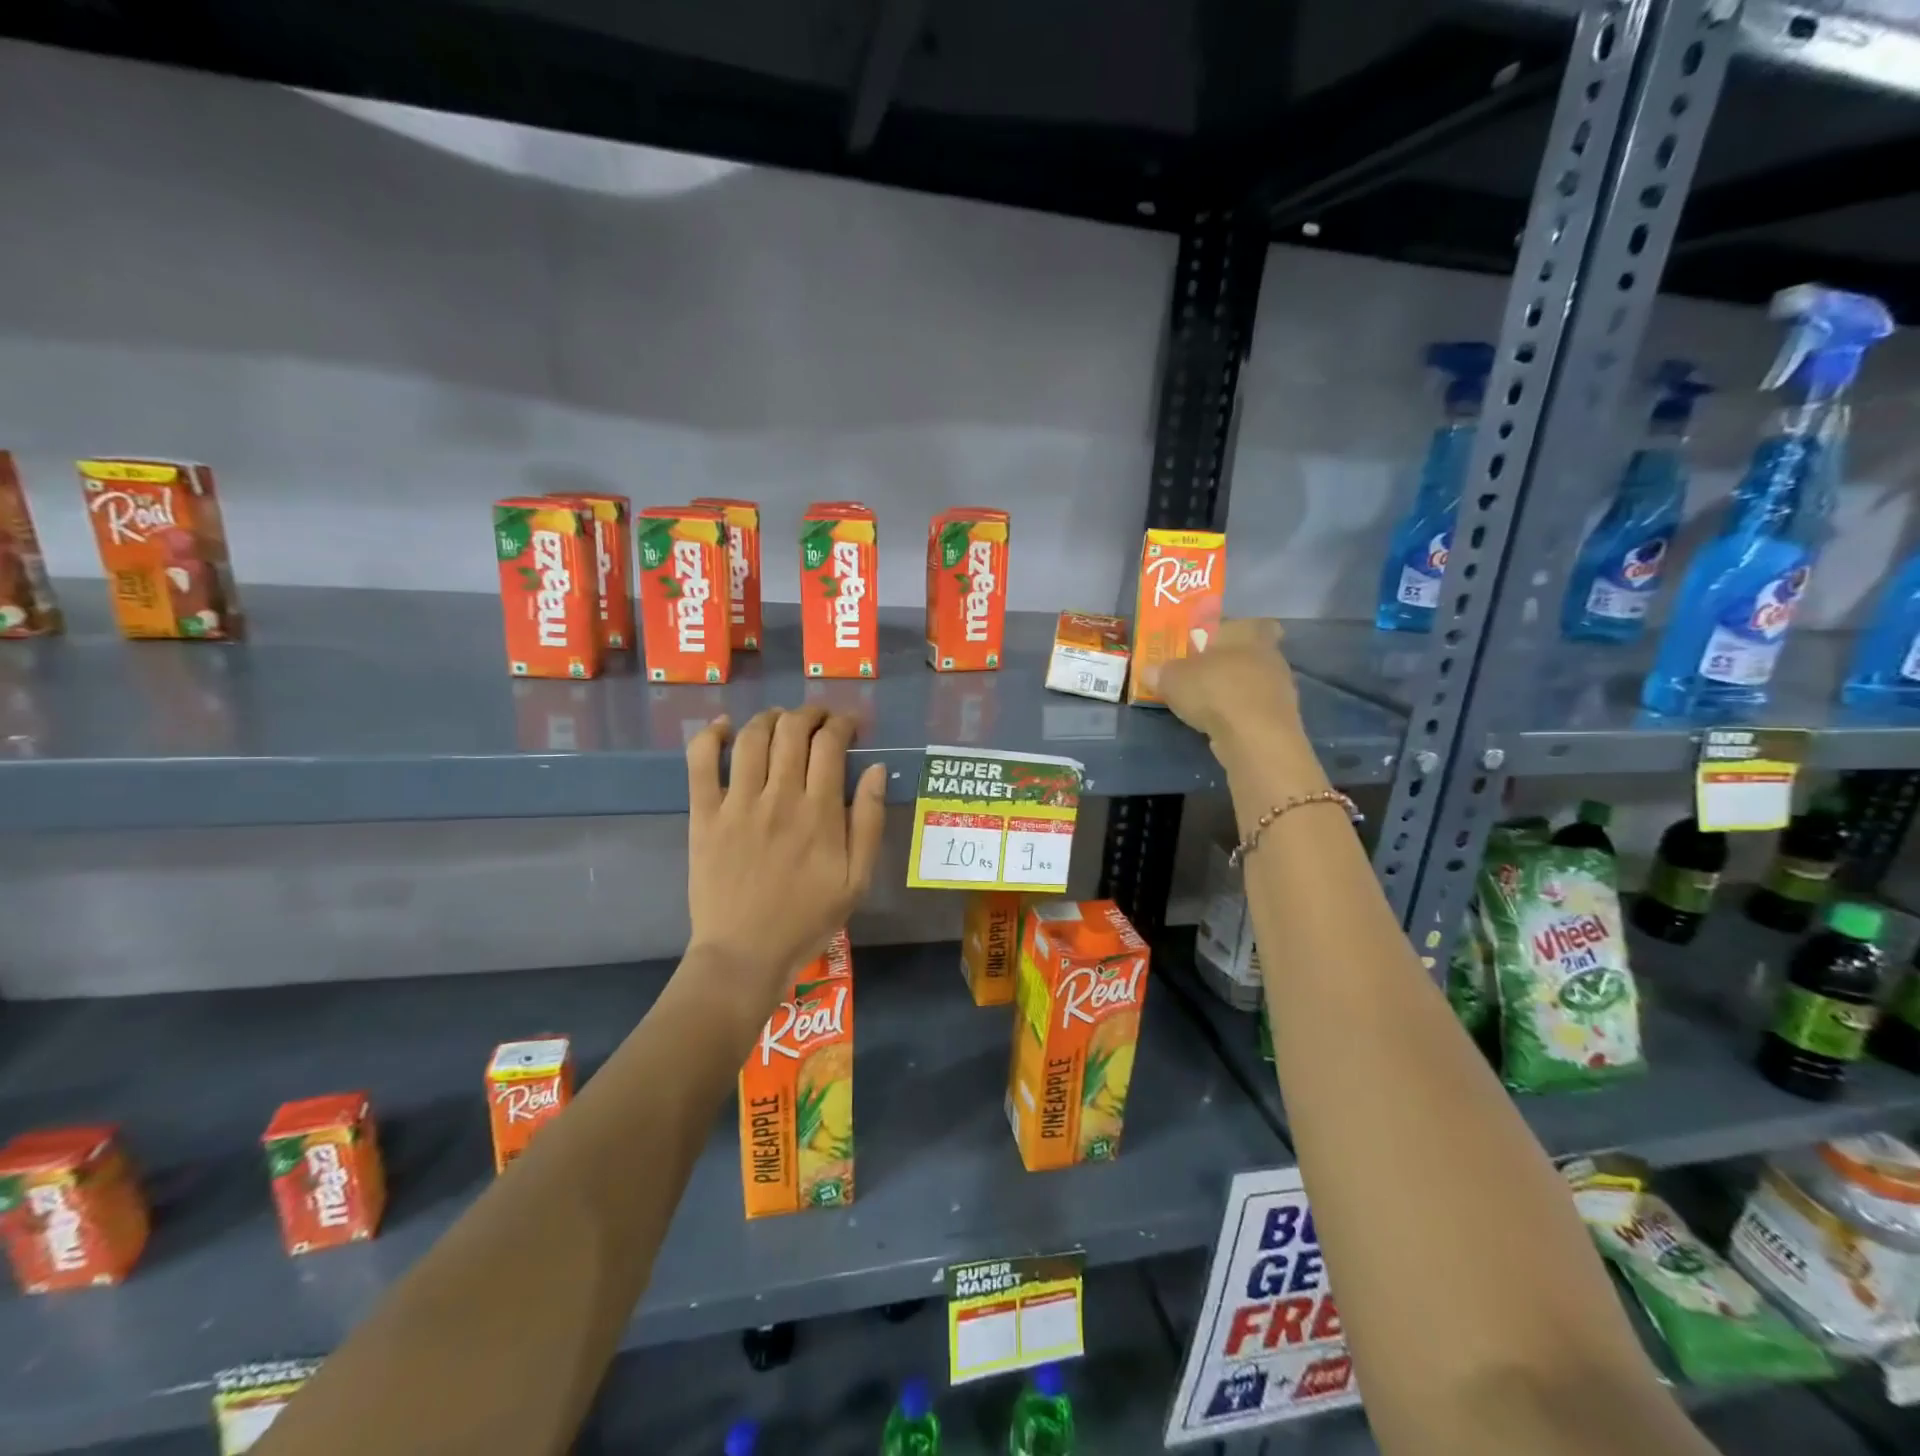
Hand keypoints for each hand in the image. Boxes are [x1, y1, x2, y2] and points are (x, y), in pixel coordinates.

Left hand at [685, 707, 886, 1011]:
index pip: (830, 744)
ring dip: (770, 717)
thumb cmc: (807, 918)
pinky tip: (723, 727)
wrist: (745, 954)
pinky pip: (701, 763)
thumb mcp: (857, 879)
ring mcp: (737, 804)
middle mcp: (778, 797)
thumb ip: (870, 822)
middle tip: (819, 719)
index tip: (849, 725)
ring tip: (781, 720)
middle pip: (792, 730)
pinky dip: (710, 736)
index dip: (842, 724)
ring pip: (752, 737)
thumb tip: (876, 770)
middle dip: (810, 713)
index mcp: (819, 813)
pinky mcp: (704, 816)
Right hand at [1141, 619, 1308, 765]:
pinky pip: (1255, 707)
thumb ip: (1160, 672)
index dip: (1227, 631)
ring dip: (1234, 690)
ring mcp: (1280, 687)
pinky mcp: (1280, 717)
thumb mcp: (1172, 679)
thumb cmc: (1214, 691)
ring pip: (1253, 681)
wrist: (1255, 737)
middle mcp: (1269, 654)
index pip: (1243, 623)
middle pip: (1248, 653)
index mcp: (1247, 632)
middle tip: (1201, 674)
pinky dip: (1240, 713)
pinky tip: (1221, 724)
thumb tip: (1148, 671)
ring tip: (1207, 703)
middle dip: (1227, 663)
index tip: (1209, 643)